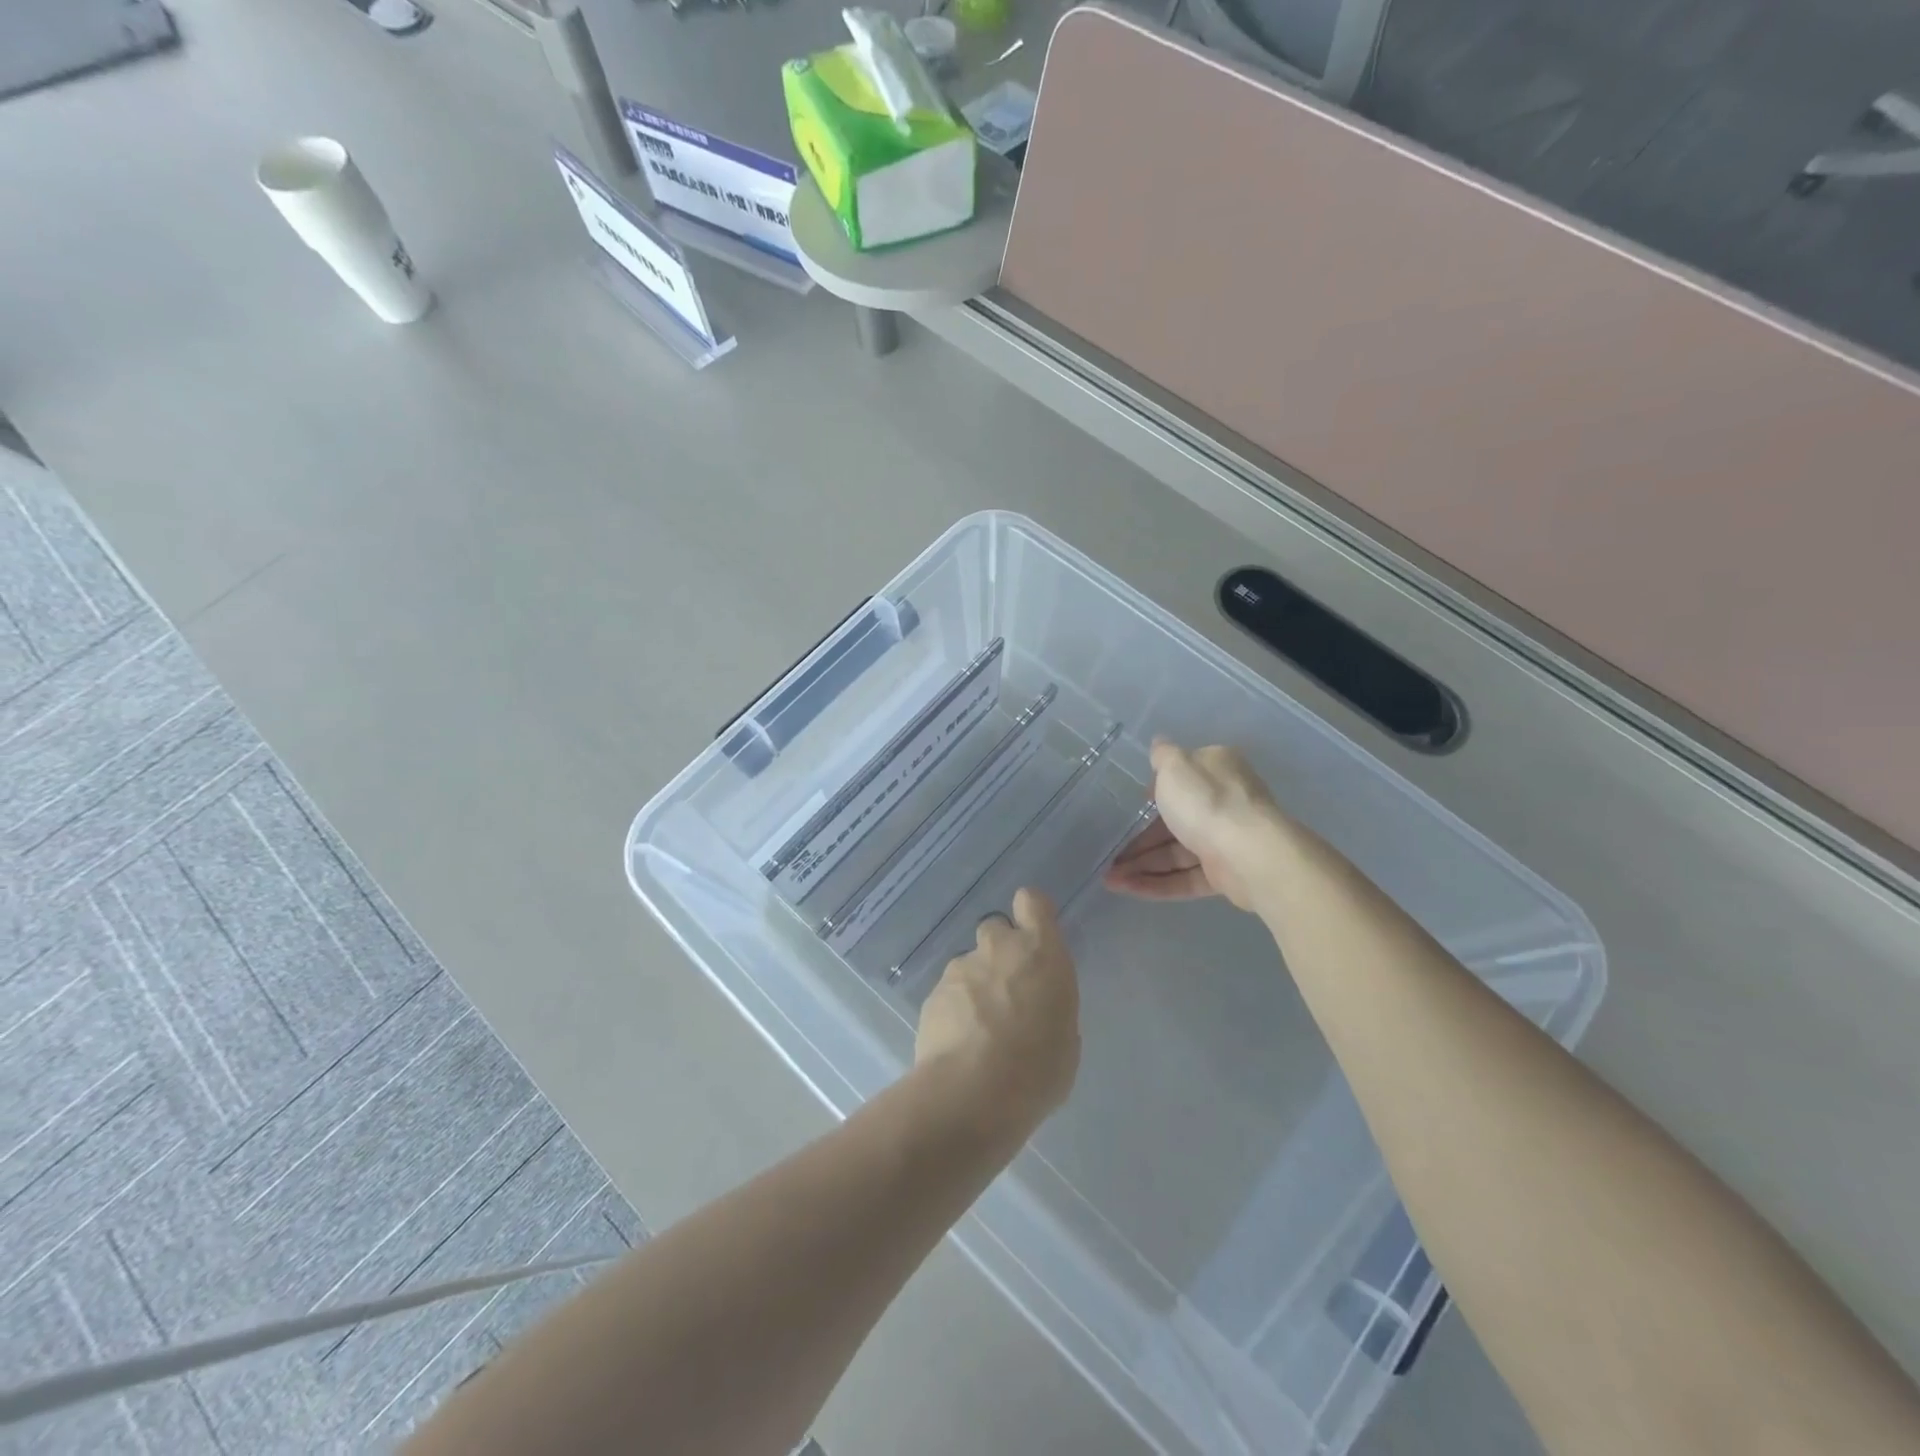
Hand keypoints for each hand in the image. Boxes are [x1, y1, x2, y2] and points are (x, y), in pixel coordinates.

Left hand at [915, 888, 1079, 1136]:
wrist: (973, 1092)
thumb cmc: (1037, 1068)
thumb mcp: (1066, 1037)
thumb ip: (1049, 1005)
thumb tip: (1036, 1007)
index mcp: (1040, 952)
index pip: (1031, 901)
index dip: (1030, 913)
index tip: (1033, 935)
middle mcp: (998, 949)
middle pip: (995, 928)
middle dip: (1000, 951)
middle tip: (1006, 990)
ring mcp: (960, 968)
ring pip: (969, 964)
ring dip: (975, 985)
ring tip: (980, 1029)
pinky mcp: (933, 993)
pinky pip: (948, 992)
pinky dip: (954, 1009)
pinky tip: (959, 1043)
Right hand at [1103, 740, 1287, 912]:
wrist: (1251, 855)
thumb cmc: (1207, 801)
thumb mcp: (1175, 766)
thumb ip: (1162, 755)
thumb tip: (1158, 743)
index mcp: (1216, 770)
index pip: (1182, 779)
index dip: (1154, 792)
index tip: (1131, 806)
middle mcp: (1223, 803)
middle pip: (1174, 821)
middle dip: (1139, 840)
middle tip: (1109, 854)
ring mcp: (1224, 841)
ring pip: (1176, 853)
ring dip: (1141, 865)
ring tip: (1109, 878)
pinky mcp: (1224, 875)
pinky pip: (1184, 878)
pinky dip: (1157, 884)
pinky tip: (1126, 889)